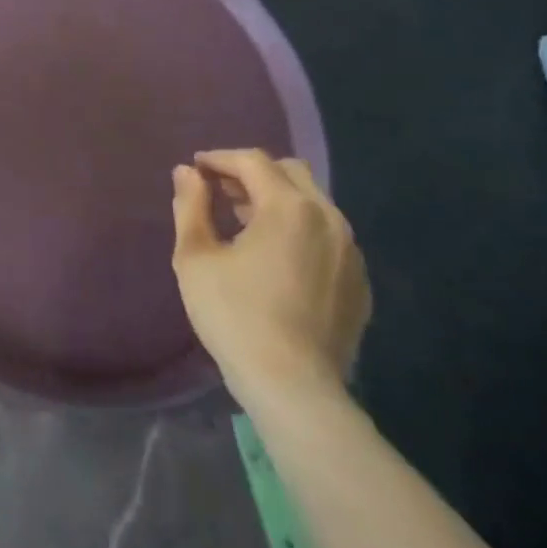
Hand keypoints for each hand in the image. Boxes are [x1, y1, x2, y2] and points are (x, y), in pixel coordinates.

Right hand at [170, 149, 371, 410]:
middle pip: (290, 172)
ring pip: (313, 203)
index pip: (252, 161)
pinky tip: (278, 258)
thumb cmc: (235, 316)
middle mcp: (328, 218)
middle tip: (222, 192)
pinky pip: (328, 236)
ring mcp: (350, 251)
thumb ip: (191, 205)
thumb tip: (187, 172)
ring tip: (246, 225)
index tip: (196, 169)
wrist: (294, 389)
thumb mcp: (195, 257)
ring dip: (278, 201)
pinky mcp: (359, 282)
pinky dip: (301, 230)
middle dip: (253, 174)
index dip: (220, 159)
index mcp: (288, 206)